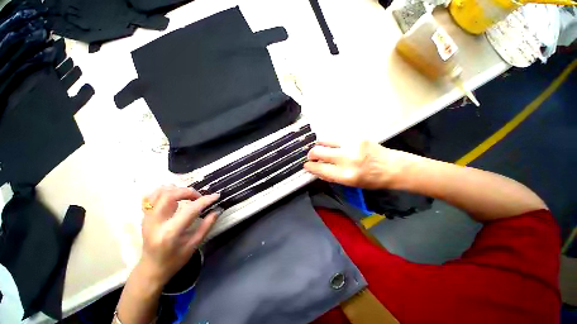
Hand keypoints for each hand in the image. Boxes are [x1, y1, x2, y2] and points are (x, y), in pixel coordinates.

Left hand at [139, 185, 219, 285]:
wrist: (151, 269)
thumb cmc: (174, 260)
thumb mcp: (194, 245)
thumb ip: (206, 226)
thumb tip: (217, 210)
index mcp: (170, 233)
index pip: (190, 210)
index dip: (205, 200)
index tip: (216, 196)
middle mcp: (156, 223)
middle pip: (170, 195)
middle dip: (189, 191)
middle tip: (198, 197)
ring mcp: (147, 218)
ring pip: (159, 193)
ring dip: (176, 190)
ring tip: (186, 196)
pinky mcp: (145, 216)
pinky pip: (150, 196)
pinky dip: (162, 191)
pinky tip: (172, 196)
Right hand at [304, 141, 413, 188]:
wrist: (393, 167)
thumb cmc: (371, 180)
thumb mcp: (350, 184)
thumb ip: (332, 177)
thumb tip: (317, 170)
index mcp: (346, 175)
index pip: (319, 169)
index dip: (310, 167)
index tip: (306, 166)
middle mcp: (347, 159)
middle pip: (318, 152)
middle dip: (311, 154)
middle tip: (310, 157)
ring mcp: (351, 145)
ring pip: (325, 142)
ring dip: (319, 146)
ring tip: (319, 149)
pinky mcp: (356, 137)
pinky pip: (336, 139)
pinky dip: (330, 143)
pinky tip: (332, 146)